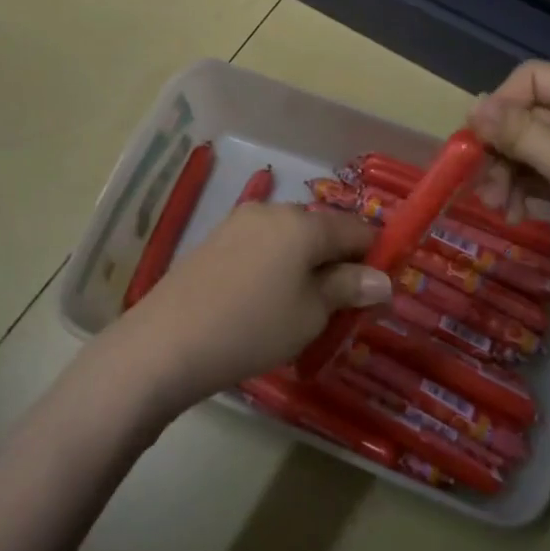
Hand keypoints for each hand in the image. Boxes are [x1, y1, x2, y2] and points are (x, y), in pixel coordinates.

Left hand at [100, 202, 390, 416]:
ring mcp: (239, 222)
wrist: (167, 341)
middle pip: (321, 231)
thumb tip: (382, 279)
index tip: (380, 290)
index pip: (357, 229)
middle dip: (338, 262)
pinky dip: (277, 266)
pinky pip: (262, 246)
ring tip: (302, 310)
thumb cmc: (253, 327)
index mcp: (303, 223)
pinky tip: (266, 301)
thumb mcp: (311, 313)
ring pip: (290, 239)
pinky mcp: (215, 239)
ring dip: (306, 265)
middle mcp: (272, 209)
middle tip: (341, 308)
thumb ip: (349, 289)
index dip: (376, 256)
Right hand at [467, 61, 549, 330]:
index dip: (502, 103)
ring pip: (524, 152)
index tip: (479, 139)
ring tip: (496, 205)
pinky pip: (535, 180)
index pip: (533, 79)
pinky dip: (517, 193)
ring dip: (502, 175)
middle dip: (498, 149)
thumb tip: (472, 104)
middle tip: (478, 181)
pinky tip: (512, 214)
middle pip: (523, 118)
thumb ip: (519, 132)